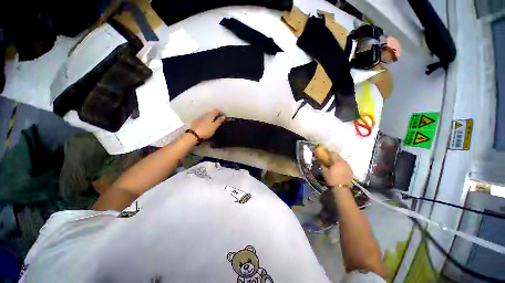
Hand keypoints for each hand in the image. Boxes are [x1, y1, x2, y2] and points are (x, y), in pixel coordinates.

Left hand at [190, 109, 225, 138]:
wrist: (193, 135)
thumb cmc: (206, 130)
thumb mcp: (214, 126)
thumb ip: (219, 121)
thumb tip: (224, 116)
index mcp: (210, 115)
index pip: (217, 110)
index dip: (221, 113)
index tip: (224, 117)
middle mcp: (205, 114)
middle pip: (212, 112)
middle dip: (217, 115)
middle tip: (220, 120)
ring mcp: (200, 117)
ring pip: (208, 115)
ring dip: (212, 118)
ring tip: (215, 123)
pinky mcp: (196, 121)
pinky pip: (204, 119)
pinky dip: (207, 120)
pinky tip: (207, 125)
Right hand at [321, 154, 353, 187]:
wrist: (342, 189)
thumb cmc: (332, 179)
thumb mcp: (325, 172)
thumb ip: (322, 165)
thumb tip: (320, 161)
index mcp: (337, 161)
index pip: (333, 153)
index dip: (328, 152)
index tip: (324, 153)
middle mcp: (344, 162)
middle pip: (338, 156)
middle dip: (333, 156)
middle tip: (328, 158)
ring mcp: (348, 166)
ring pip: (342, 160)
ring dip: (337, 160)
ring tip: (333, 164)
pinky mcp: (350, 171)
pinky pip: (344, 165)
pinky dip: (340, 165)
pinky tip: (338, 168)